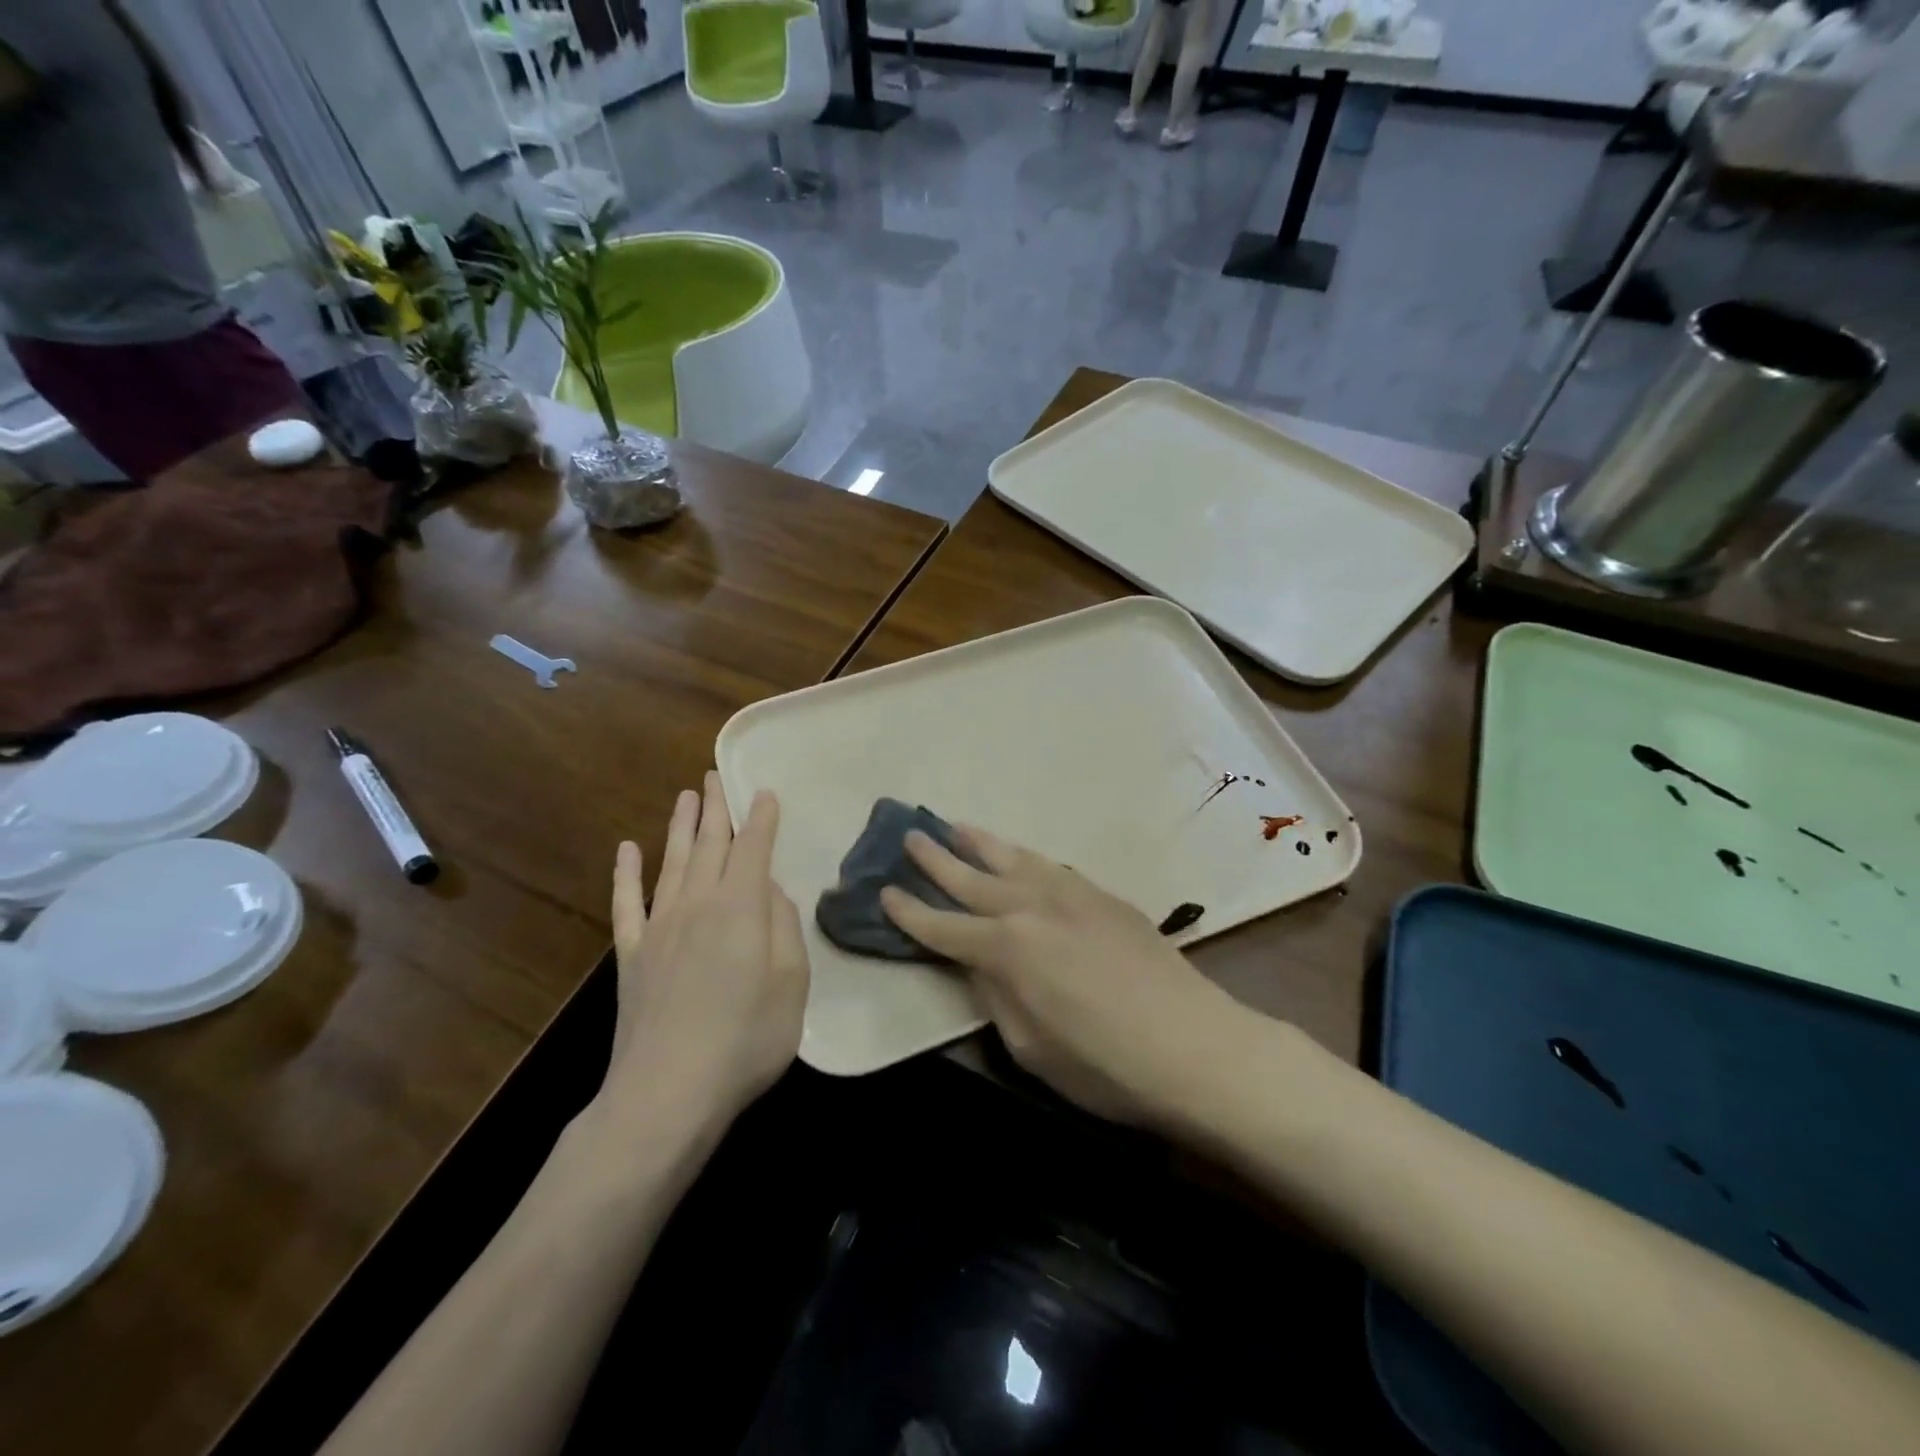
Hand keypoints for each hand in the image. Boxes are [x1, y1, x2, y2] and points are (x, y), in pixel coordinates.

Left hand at [601, 774, 809, 1138]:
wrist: (667, 1092)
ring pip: (673, 862)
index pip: (754, 849)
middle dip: (716, 809)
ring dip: (680, 827)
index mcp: (741, 907)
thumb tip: (770, 891)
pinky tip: (627, 850)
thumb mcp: (791, 983)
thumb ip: (784, 928)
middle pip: (710, 845)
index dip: (761, 819)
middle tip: (715, 777)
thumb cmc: (746, 1039)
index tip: (765, 792)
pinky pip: (627, 904)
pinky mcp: (631, 956)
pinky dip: (626, 874)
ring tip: (685, 796)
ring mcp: (659, 928)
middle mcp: (698, 904)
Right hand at [880, 826, 1242, 1128]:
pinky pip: (1049, 865)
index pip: (943, 926)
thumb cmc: (1104, 1065)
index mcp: (1006, 948)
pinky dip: (1023, 856)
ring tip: (954, 825)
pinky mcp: (1102, 895)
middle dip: (936, 858)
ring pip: (1012, 858)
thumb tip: (979, 965)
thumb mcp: (1030, 1047)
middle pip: (971, 878)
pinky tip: (1017, 856)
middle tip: (909, 834)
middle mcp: (1032, 907)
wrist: (1194, 1045)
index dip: (910, 912)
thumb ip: (995, 997)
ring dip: (979, 842)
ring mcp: (1071, 894)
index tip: (883, 892)